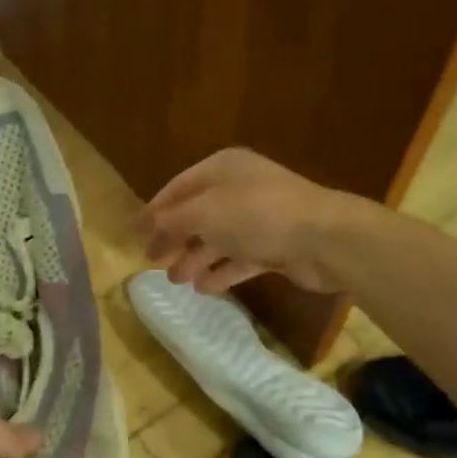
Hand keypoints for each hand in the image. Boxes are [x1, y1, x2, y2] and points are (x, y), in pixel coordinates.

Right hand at [138, 147, 358, 293]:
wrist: (323, 238)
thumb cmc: (257, 215)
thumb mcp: (204, 213)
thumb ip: (171, 220)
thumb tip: (144, 224)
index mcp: (223, 169)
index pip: (178, 188)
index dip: (154, 210)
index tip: (133, 234)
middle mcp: (239, 190)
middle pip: (197, 215)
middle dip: (174, 238)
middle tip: (152, 261)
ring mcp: (259, 219)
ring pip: (217, 239)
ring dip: (194, 259)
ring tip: (177, 280)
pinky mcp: (274, 247)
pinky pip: (239, 259)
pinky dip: (221, 272)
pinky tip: (204, 288)